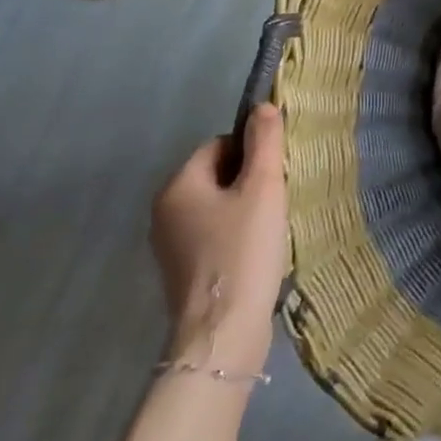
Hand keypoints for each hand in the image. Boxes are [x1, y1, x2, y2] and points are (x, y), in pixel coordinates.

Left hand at [151, 106, 287, 372]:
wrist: (222, 334)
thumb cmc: (244, 251)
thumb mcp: (263, 188)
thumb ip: (265, 142)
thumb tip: (262, 107)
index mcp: (178, 185)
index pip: (219, 145)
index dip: (251, 153)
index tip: (275, 175)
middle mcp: (164, 211)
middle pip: (215, 175)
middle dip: (248, 182)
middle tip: (276, 201)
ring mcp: (169, 245)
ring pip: (215, 207)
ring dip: (244, 210)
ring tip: (270, 228)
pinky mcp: (181, 273)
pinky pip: (212, 236)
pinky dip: (234, 236)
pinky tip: (256, 253)